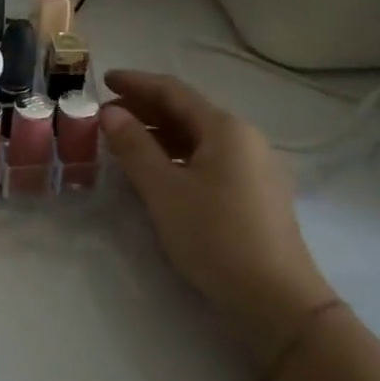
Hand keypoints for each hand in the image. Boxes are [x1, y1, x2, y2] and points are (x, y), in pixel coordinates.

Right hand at [100, 69, 334, 363]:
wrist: (276, 301)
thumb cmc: (214, 236)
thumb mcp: (163, 189)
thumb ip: (134, 146)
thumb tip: (111, 112)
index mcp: (225, 128)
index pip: (173, 92)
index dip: (136, 83)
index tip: (103, 79)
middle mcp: (245, 139)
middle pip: (188, 112)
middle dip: (145, 108)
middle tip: (107, 112)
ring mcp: (255, 167)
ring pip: (199, 137)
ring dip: (160, 133)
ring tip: (124, 140)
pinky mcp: (256, 194)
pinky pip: (209, 159)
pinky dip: (178, 155)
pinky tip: (157, 170)